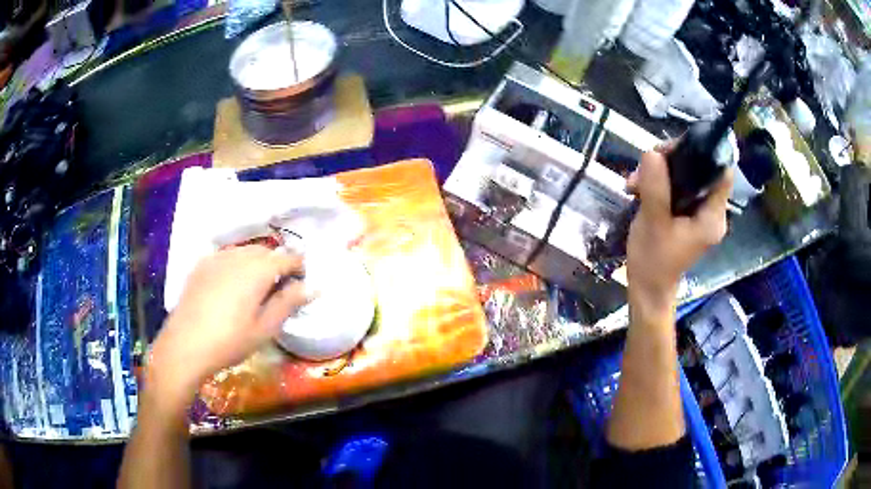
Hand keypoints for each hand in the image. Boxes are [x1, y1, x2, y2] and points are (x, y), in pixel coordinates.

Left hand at [148, 246, 308, 407]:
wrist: (185, 345)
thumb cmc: (230, 341)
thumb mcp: (265, 328)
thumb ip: (289, 303)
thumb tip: (313, 287)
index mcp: (257, 270)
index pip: (287, 258)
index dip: (299, 266)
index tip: (304, 281)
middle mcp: (238, 256)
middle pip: (266, 252)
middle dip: (277, 264)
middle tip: (280, 288)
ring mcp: (217, 257)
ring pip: (245, 251)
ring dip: (257, 262)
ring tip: (257, 287)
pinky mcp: (201, 264)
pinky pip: (226, 256)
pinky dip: (237, 264)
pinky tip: (232, 285)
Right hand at [626, 146, 732, 314]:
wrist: (647, 289)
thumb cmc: (654, 262)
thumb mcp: (653, 224)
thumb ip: (656, 188)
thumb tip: (652, 153)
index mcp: (712, 216)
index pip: (721, 171)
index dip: (701, 153)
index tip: (671, 151)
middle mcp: (710, 210)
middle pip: (700, 168)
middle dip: (671, 161)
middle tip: (646, 164)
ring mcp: (698, 211)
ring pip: (684, 175)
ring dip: (659, 172)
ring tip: (635, 182)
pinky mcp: (685, 213)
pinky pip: (676, 186)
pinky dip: (657, 182)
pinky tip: (637, 189)